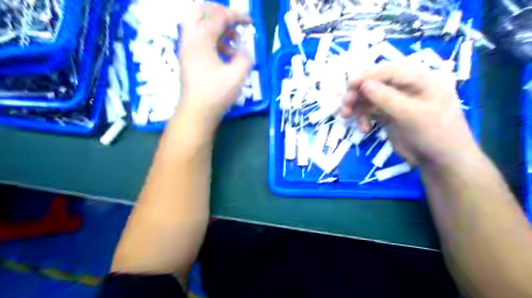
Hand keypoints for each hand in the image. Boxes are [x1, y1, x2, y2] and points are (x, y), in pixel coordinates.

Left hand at [176, 4, 252, 126]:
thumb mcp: (238, 75)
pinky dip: (211, 39)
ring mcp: (186, 48)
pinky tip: (225, 54)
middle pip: (199, 11)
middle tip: (234, 22)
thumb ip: (246, 56)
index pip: (219, 17)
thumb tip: (245, 47)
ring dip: (216, 27)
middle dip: (219, 13)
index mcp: (201, 39)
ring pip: (198, 25)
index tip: (251, 23)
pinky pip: (197, 38)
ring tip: (234, 42)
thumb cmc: (216, 94)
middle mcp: (189, 38)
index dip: (237, 16)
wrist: (197, 112)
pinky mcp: (187, 58)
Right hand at [340, 65, 478, 167]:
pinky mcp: (390, 115)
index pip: (388, 71)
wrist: (441, 161)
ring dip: (357, 107)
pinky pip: (371, 111)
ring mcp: (398, 102)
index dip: (366, 77)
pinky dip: (363, 118)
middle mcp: (407, 87)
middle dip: (358, 94)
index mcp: (420, 79)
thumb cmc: (434, 134)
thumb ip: (386, 98)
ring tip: (348, 119)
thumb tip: (363, 84)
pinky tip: (363, 129)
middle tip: (345, 108)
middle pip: (375, 83)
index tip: (348, 88)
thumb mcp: (411, 114)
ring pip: (370, 97)